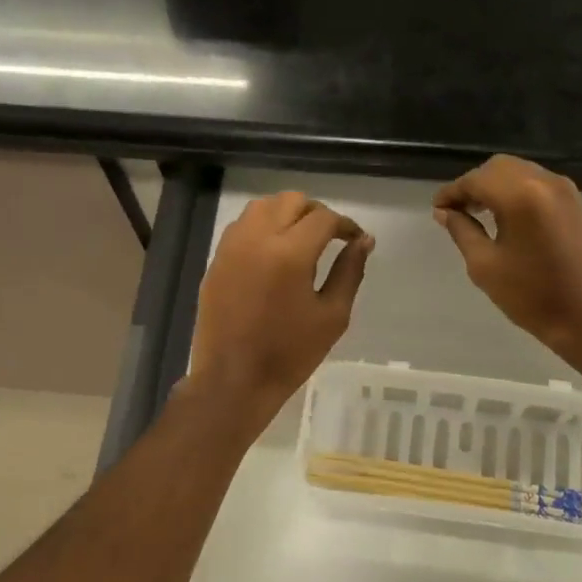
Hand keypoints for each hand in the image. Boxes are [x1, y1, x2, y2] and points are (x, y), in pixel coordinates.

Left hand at [190, 191, 373, 420]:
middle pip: (291, 201)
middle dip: (316, 212)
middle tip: (330, 236)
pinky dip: (262, 225)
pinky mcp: (217, 259)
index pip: (324, 218)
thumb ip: (349, 271)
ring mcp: (232, 247)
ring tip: (301, 238)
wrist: (234, 380)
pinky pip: (242, 225)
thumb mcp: (332, 315)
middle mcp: (257, 239)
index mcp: (290, 254)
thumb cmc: (290, 353)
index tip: (355, 239)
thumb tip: (364, 240)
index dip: (345, 225)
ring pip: (262, 206)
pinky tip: (273, 250)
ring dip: (286, 213)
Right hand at [434, 155, 581, 359]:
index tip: (437, 209)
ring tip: (479, 212)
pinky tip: (506, 216)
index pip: (476, 180)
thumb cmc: (531, 296)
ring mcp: (564, 189)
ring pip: (519, 171)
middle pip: (498, 168)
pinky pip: (537, 182)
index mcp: (520, 196)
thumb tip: (445, 212)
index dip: (452, 192)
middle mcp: (544, 182)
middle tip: (457, 211)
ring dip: (495, 185)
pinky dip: (516, 190)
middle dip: (474, 184)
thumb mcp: (485, 265)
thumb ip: (462, 230)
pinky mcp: (575, 201)